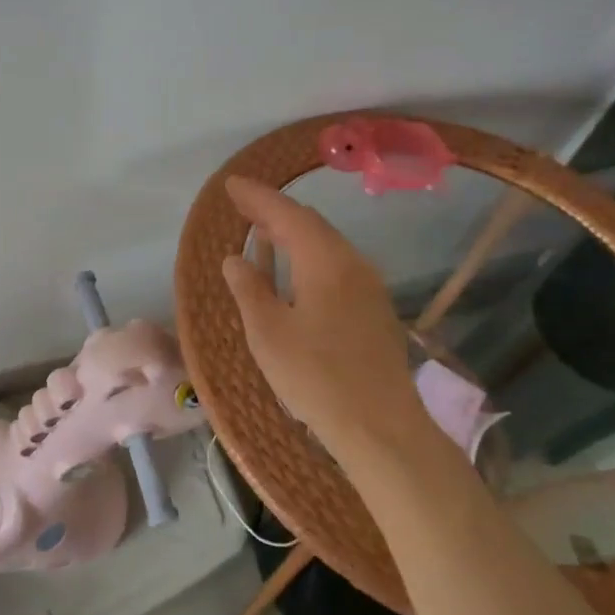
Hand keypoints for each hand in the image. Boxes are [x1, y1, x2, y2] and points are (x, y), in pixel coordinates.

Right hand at [219, 175, 434, 459]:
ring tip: (263, 232)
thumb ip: (250, 289)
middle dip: (275, 211)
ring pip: (326, 244)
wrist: (382, 429)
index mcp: (325, 261)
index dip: (258, 197)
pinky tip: (294, 271)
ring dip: (293, 234)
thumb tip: (236, 259)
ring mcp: (369, 287)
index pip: (287, 214)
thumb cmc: (316, 377)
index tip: (232, 185)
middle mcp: (352, 263)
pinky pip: (336, 264)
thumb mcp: (268, 333)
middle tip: (243, 206)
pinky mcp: (374, 310)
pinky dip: (309, 255)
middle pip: (310, 224)